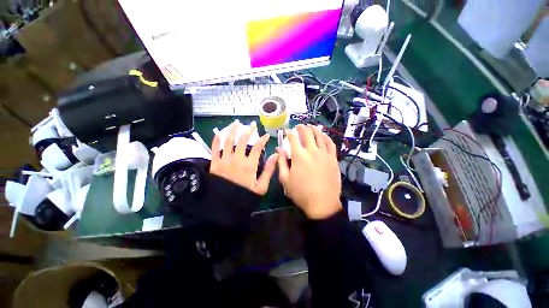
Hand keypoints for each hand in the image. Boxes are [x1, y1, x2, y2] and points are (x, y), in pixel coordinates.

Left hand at [210, 122, 277, 194]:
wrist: (224, 206)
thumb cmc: (244, 196)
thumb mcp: (261, 187)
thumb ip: (269, 170)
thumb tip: (276, 156)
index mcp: (250, 165)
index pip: (258, 147)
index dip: (263, 139)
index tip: (266, 136)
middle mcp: (238, 159)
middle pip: (243, 140)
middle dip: (249, 130)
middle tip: (252, 125)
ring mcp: (225, 160)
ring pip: (229, 141)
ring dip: (233, 130)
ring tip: (237, 123)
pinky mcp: (215, 163)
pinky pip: (214, 148)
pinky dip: (216, 139)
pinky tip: (219, 132)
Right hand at [278, 124, 341, 218]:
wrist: (322, 203)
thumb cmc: (301, 193)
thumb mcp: (285, 179)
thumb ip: (281, 162)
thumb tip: (279, 149)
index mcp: (299, 156)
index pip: (293, 138)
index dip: (289, 132)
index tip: (287, 131)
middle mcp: (312, 151)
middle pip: (307, 133)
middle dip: (301, 127)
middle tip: (298, 126)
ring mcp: (324, 154)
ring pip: (319, 135)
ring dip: (314, 129)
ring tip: (310, 126)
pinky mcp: (333, 158)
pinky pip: (330, 143)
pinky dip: (326, 137)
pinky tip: (323, 135)